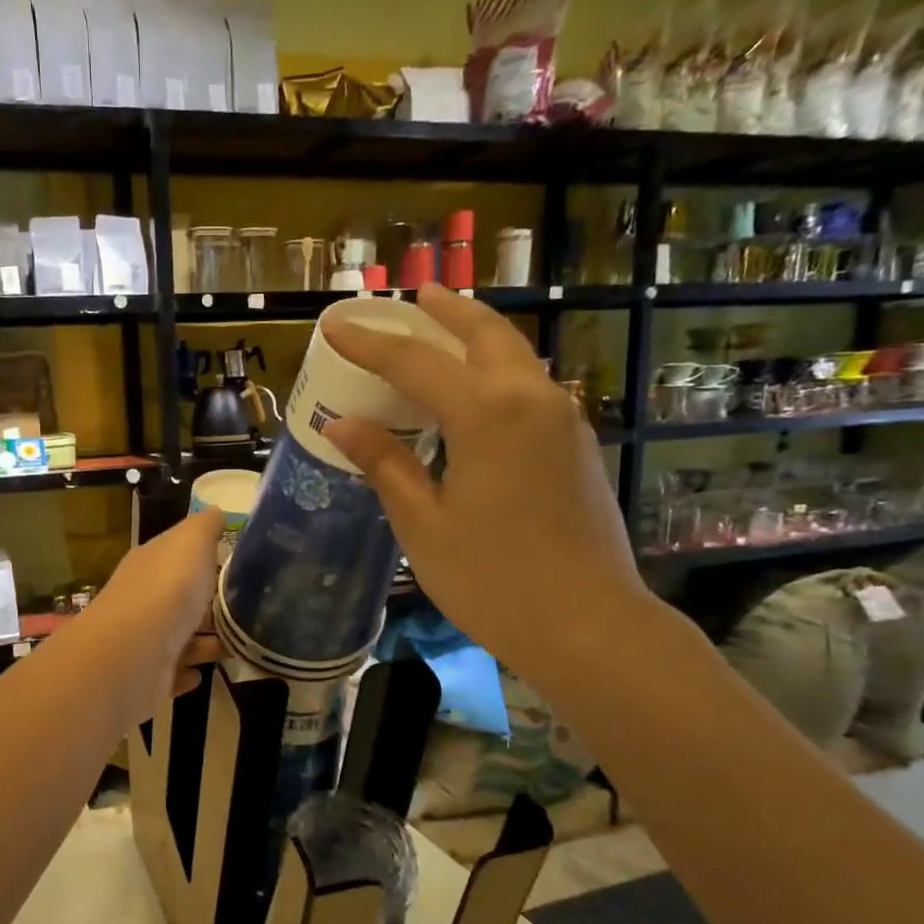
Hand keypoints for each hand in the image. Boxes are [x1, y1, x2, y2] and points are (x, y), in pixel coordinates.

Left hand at [77, 506, 225, 714]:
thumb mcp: (190, 543)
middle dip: (213, 602)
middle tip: (255, 606)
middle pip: (184, 598)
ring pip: (183, 637)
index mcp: (152, 564)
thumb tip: (217, 512)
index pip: (180, 555)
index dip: (208, 556)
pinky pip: (174, 673)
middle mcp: (146, 599)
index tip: (243, 564)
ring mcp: (147, 640)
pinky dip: (189, 672)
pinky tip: (206, 673)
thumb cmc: (166, 591)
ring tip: (244, 642)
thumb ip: (205, 527)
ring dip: (209, 640)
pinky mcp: (150, 677)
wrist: (131, 655)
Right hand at [323, 284, 647, 677]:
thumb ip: (385, 464)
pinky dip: (496, 371)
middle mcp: (532, 400)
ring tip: (443, 328)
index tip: (334, 323)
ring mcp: (564, 420)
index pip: (414, 363)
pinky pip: (529, 387)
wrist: (588, 625)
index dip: (370, 343)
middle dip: (445, 313)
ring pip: (515, 356)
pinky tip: (476, 391)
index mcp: (488, 414)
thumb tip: (343, 425)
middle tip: (414, 297)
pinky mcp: (577, 445)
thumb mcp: (422, 523)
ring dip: (476, 336)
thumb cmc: (492, 579)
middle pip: (484, 335)